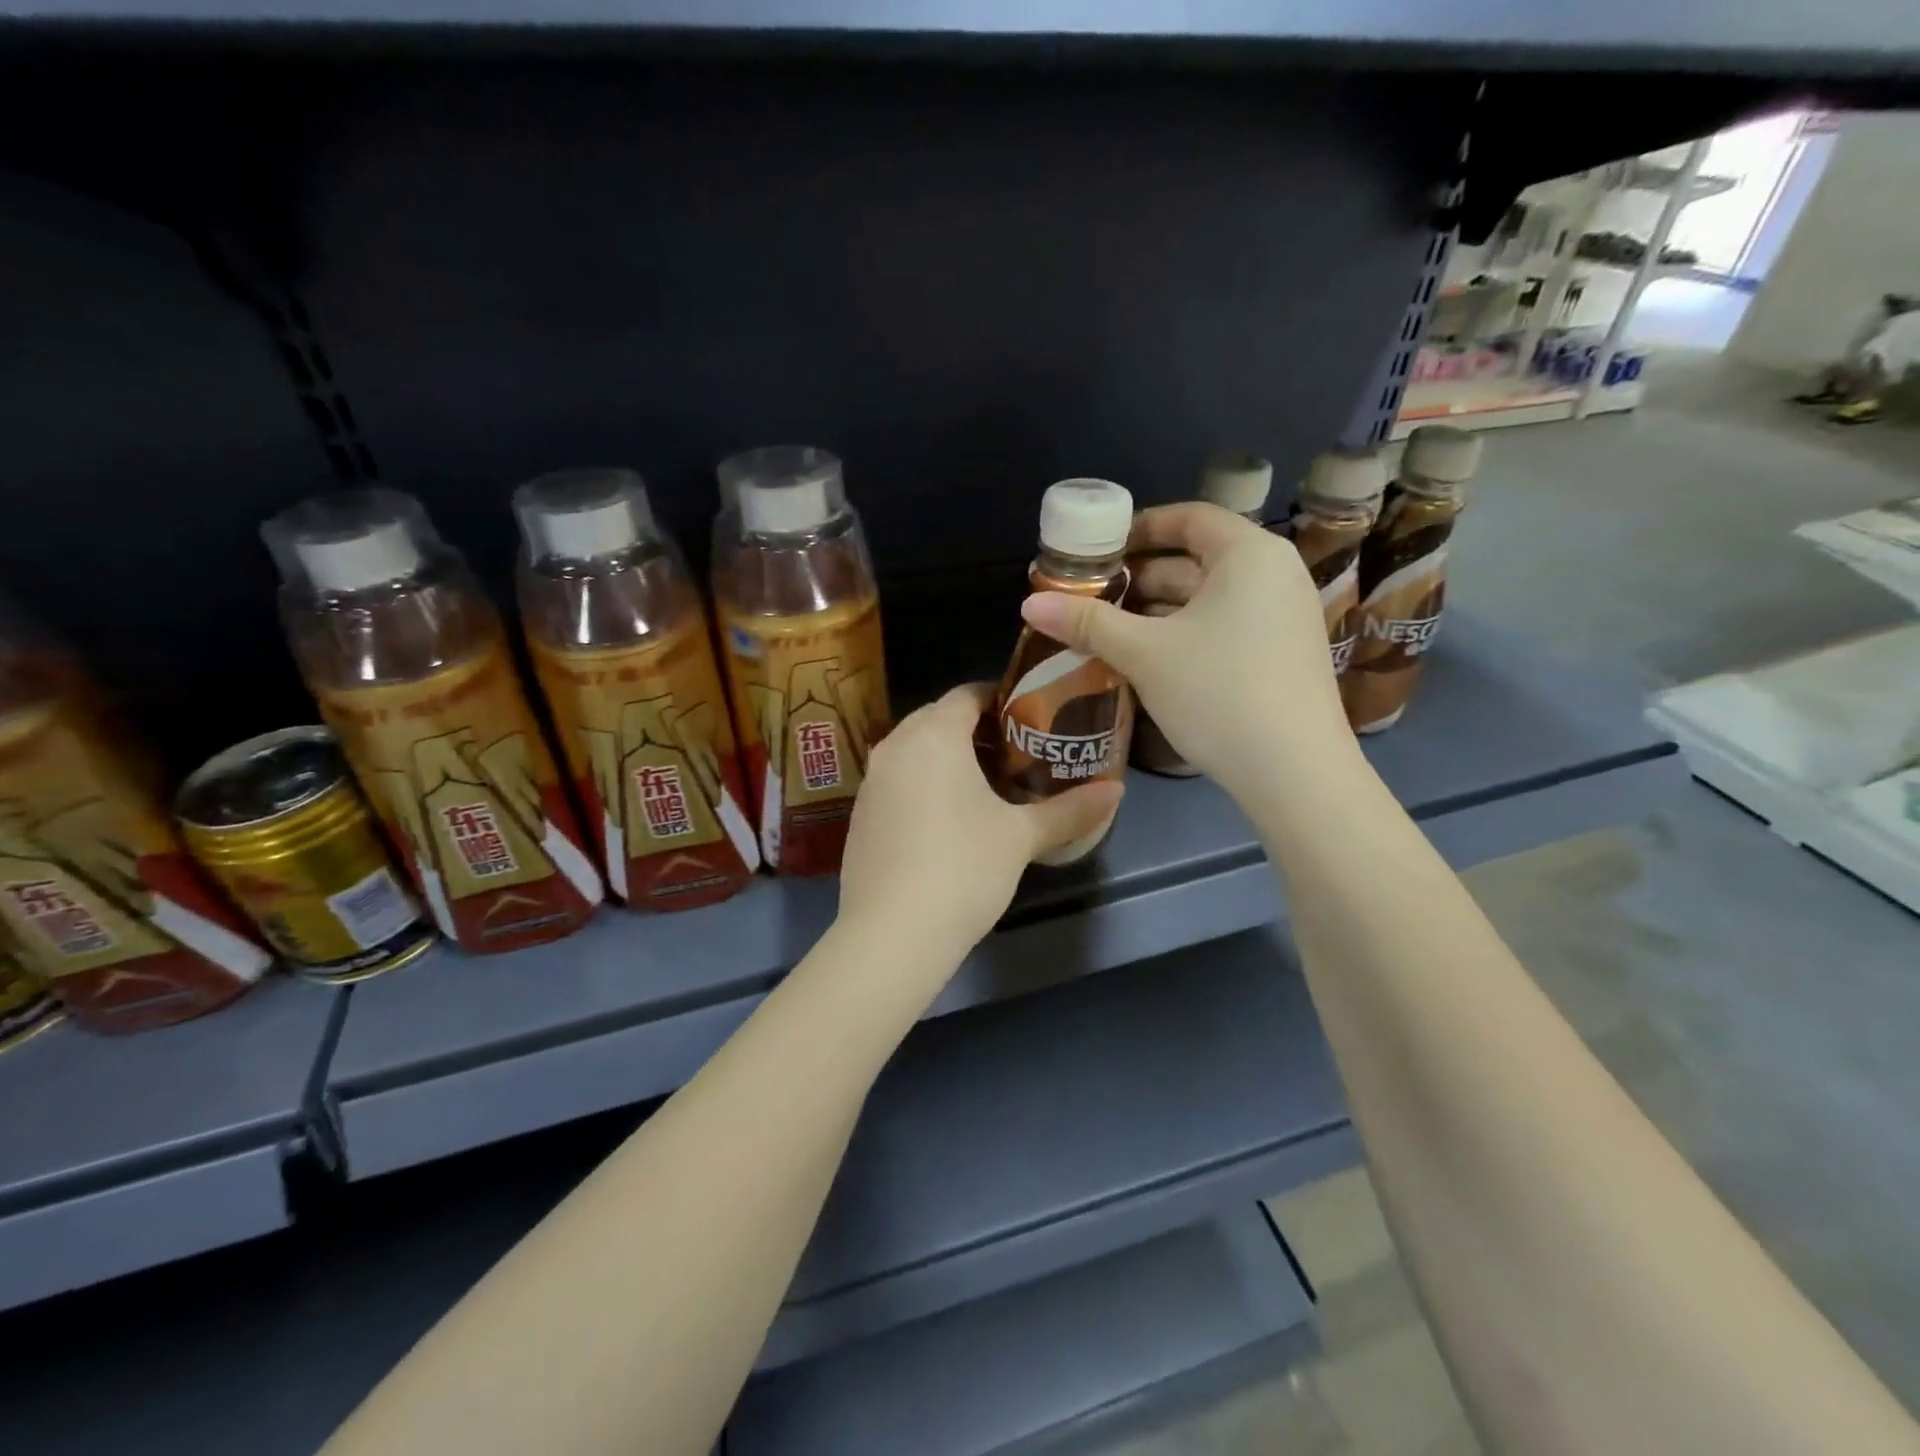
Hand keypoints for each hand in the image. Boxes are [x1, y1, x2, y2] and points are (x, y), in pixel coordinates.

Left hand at [838, 683, 1123, 955]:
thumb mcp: (1021, 838)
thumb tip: (1117, 791)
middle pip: (937, 718)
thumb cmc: (963, 868)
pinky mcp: (860, 815)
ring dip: (946, 757)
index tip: (1030, 719)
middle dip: (975, 728)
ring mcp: (871, 782)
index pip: (967, 694)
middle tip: (1015, 752)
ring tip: (985, 785)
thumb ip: (1070, 810)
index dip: (1000, 699)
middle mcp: (894, 746)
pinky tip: (946, 820)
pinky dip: (922, 784)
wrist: (891, 933)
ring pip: (914, 750)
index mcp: (933, 735)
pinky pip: (897, 781)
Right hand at [1021, 503, 1352, 797]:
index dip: (1140, 527)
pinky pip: (1226, 625)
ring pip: (1209, 598)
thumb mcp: (1145, 654)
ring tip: (1108, 629)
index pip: (1189, 518)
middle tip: (1092, 595)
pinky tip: (1148, 658)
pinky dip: (1185, 632)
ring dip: (1158, 610)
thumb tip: (1029, 603)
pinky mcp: (1283, 654)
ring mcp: (1284, 616)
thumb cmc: (1218, 692)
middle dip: (1141, 577)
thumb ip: (1087, 623)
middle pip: (1197, 559)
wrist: (1295, 772)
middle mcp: (1275, 574)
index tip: (1099, 550)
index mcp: (1249, 554)